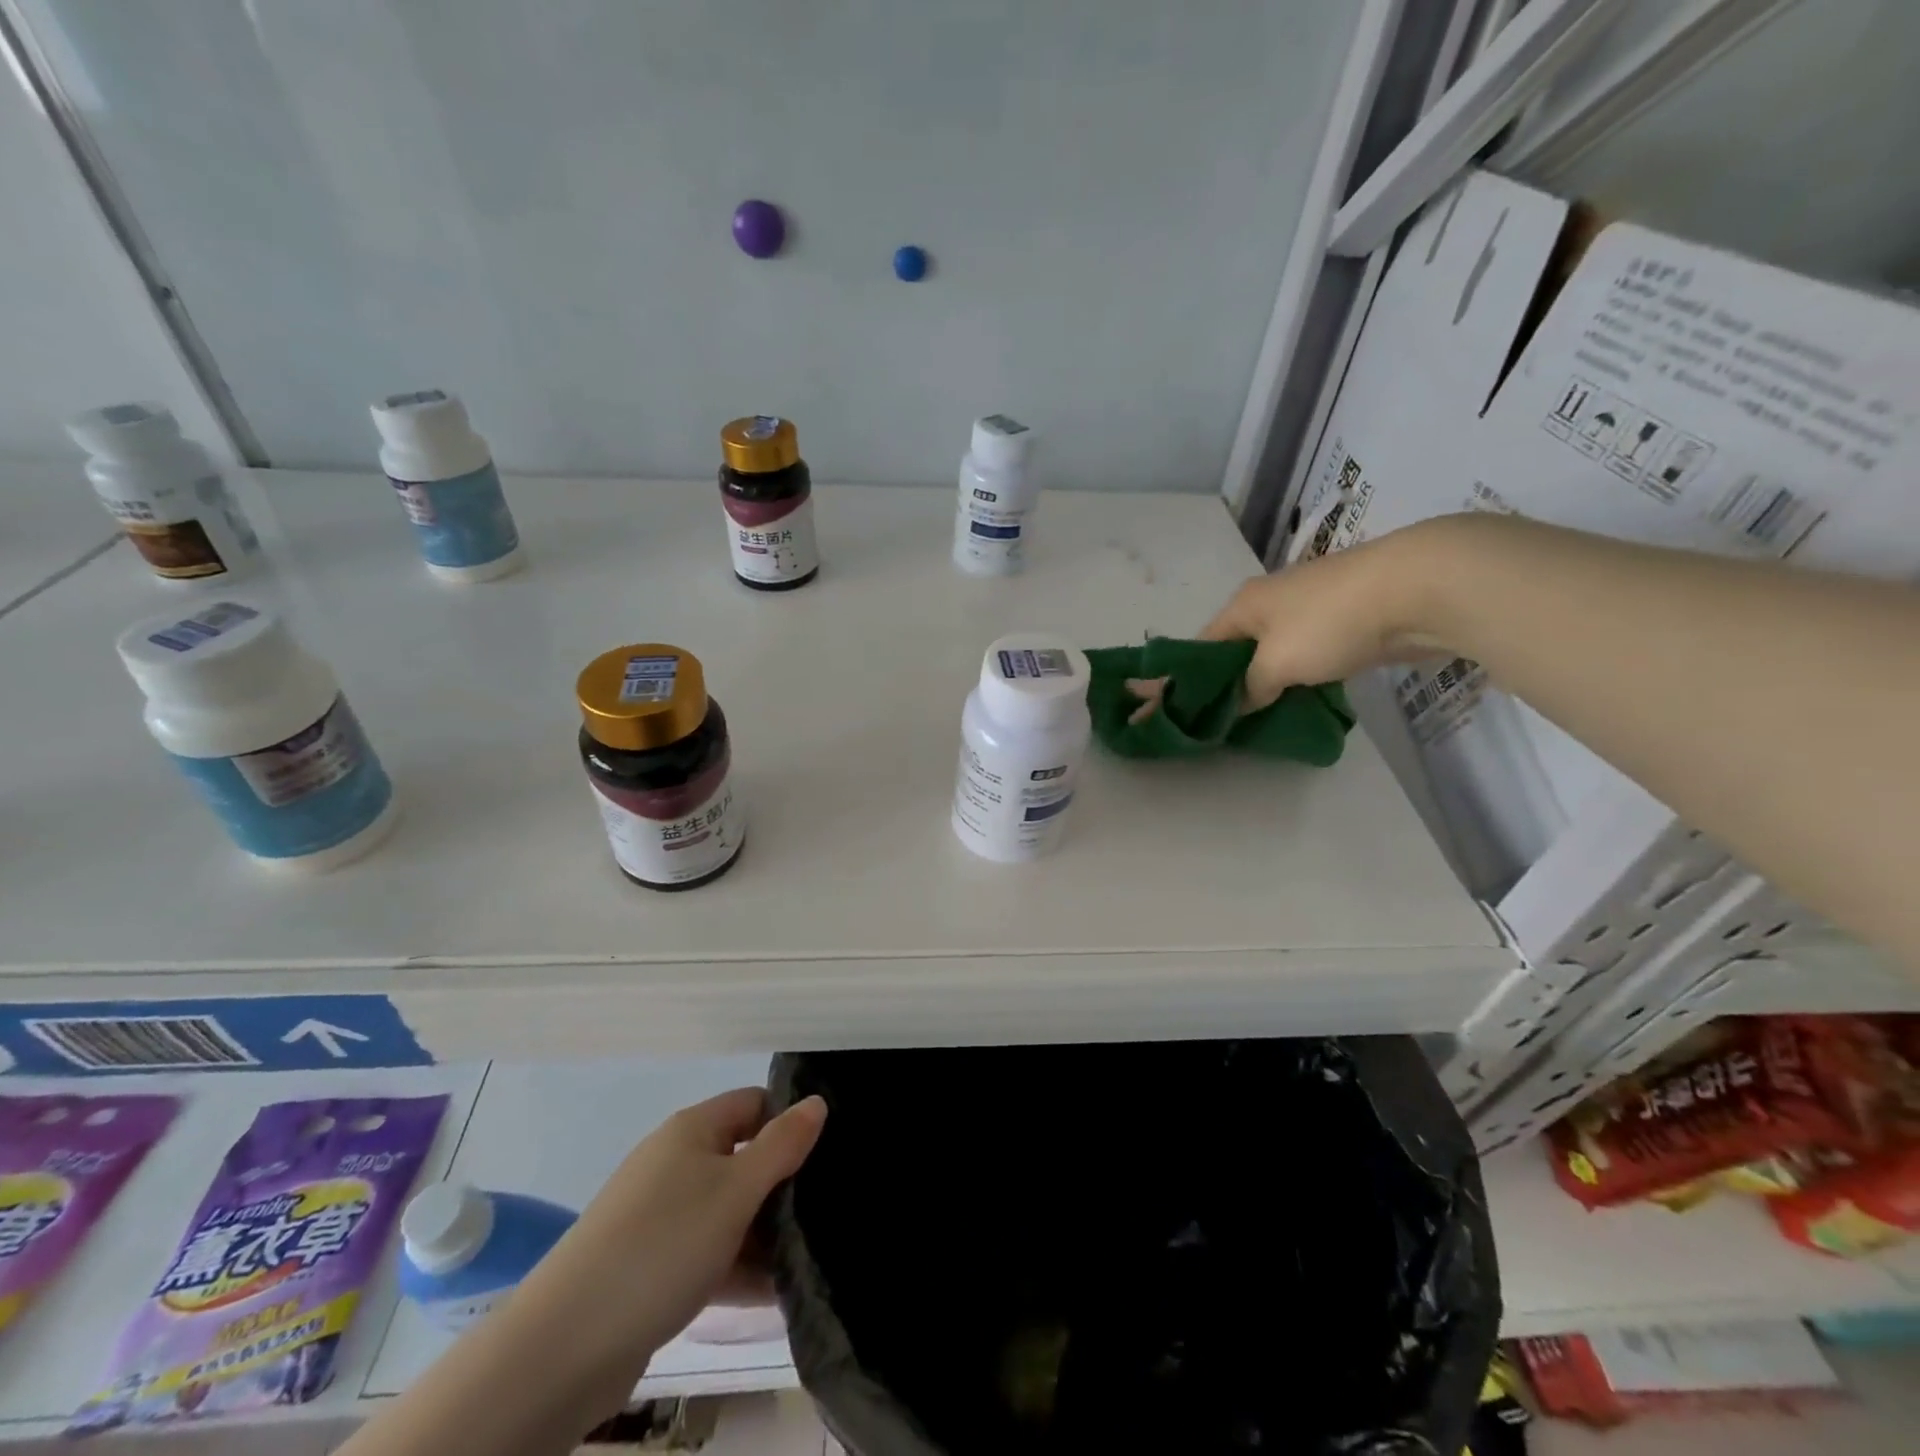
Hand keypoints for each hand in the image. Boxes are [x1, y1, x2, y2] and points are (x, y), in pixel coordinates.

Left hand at [515, 1088, 826, 1380]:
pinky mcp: (650, 1265)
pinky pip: (706, 1253)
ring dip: (763, 1234)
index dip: (789, 1122)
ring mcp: (659, 1216)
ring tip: (808, 1260)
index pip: (754, 1104)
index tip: (826, 1156)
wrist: (564, 1347)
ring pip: (727, 1211)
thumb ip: (782, 1145)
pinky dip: (736, 1268)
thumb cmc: (663, 1245)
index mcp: (692, 1130)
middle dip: (781, 1185)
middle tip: (823, 1213)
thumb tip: (817, 1101)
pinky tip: (773, 1295)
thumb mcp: (736, 1190)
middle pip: (742, 1158)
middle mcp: (674, 1163)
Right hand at [1198, 524, 1446, 710]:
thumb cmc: (1328, 624)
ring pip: (1277, 651)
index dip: (1194, 678)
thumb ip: (1250, 688)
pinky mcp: (1345, 619)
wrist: (1416, 589)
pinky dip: (1304, 674)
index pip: (1203, 645)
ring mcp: (1311, 607)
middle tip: (1230, 721)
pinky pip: (1310, 653)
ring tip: (1265, 715)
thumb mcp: (1276, 664)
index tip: (1192, 712)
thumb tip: (1240, 703)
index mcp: (1244, 604)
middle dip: (1236, 681)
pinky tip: (1304, 697)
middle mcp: (1271, 601)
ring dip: (1272, 680)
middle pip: (1240, 648)